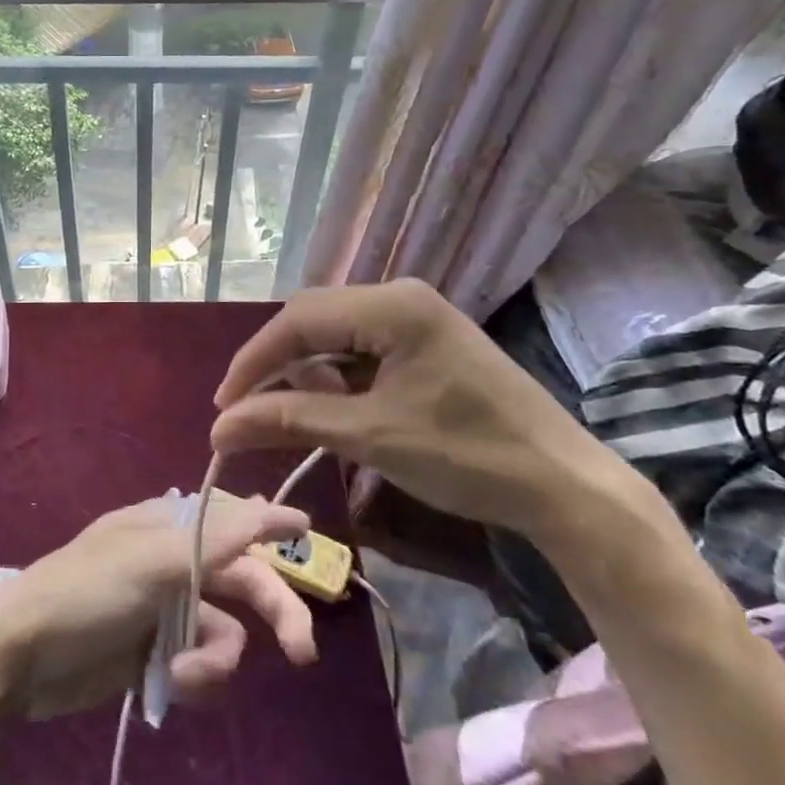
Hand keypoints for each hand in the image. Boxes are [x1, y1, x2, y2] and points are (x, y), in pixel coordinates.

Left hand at [0, 494, 319, 720]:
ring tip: (183, 677)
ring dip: (215, 660)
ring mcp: (166, 610)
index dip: (268, 522)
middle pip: (241, 579)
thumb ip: (214, 537)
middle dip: (272, 610)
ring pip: (225, 632)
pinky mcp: (157, 655)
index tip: (307, 530)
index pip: (231, 518)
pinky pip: (202, 666)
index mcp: (168, 525)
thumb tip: (266, 503)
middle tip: (302, 652)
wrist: (20, 657)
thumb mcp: (151, 558)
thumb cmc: (86, 591)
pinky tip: (169, 686)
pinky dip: (195, 679)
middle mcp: (173, 562)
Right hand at [209, 278, 633, 540]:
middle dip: (275, 367)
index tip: (222, 406)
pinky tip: (328, 410)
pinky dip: (336, 381)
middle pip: (313, 322)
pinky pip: (362, 351)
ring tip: (284, 417)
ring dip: (305, 375)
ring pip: (335, 337)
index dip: (253, 362)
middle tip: (244, 413)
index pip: (299, 320)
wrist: (566, 487)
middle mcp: (401, 297)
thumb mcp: (370, 436)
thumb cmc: (467, 456)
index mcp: (392, 305)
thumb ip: (289, 420)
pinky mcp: (425, 344)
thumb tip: (218, 428)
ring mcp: (416, 319)